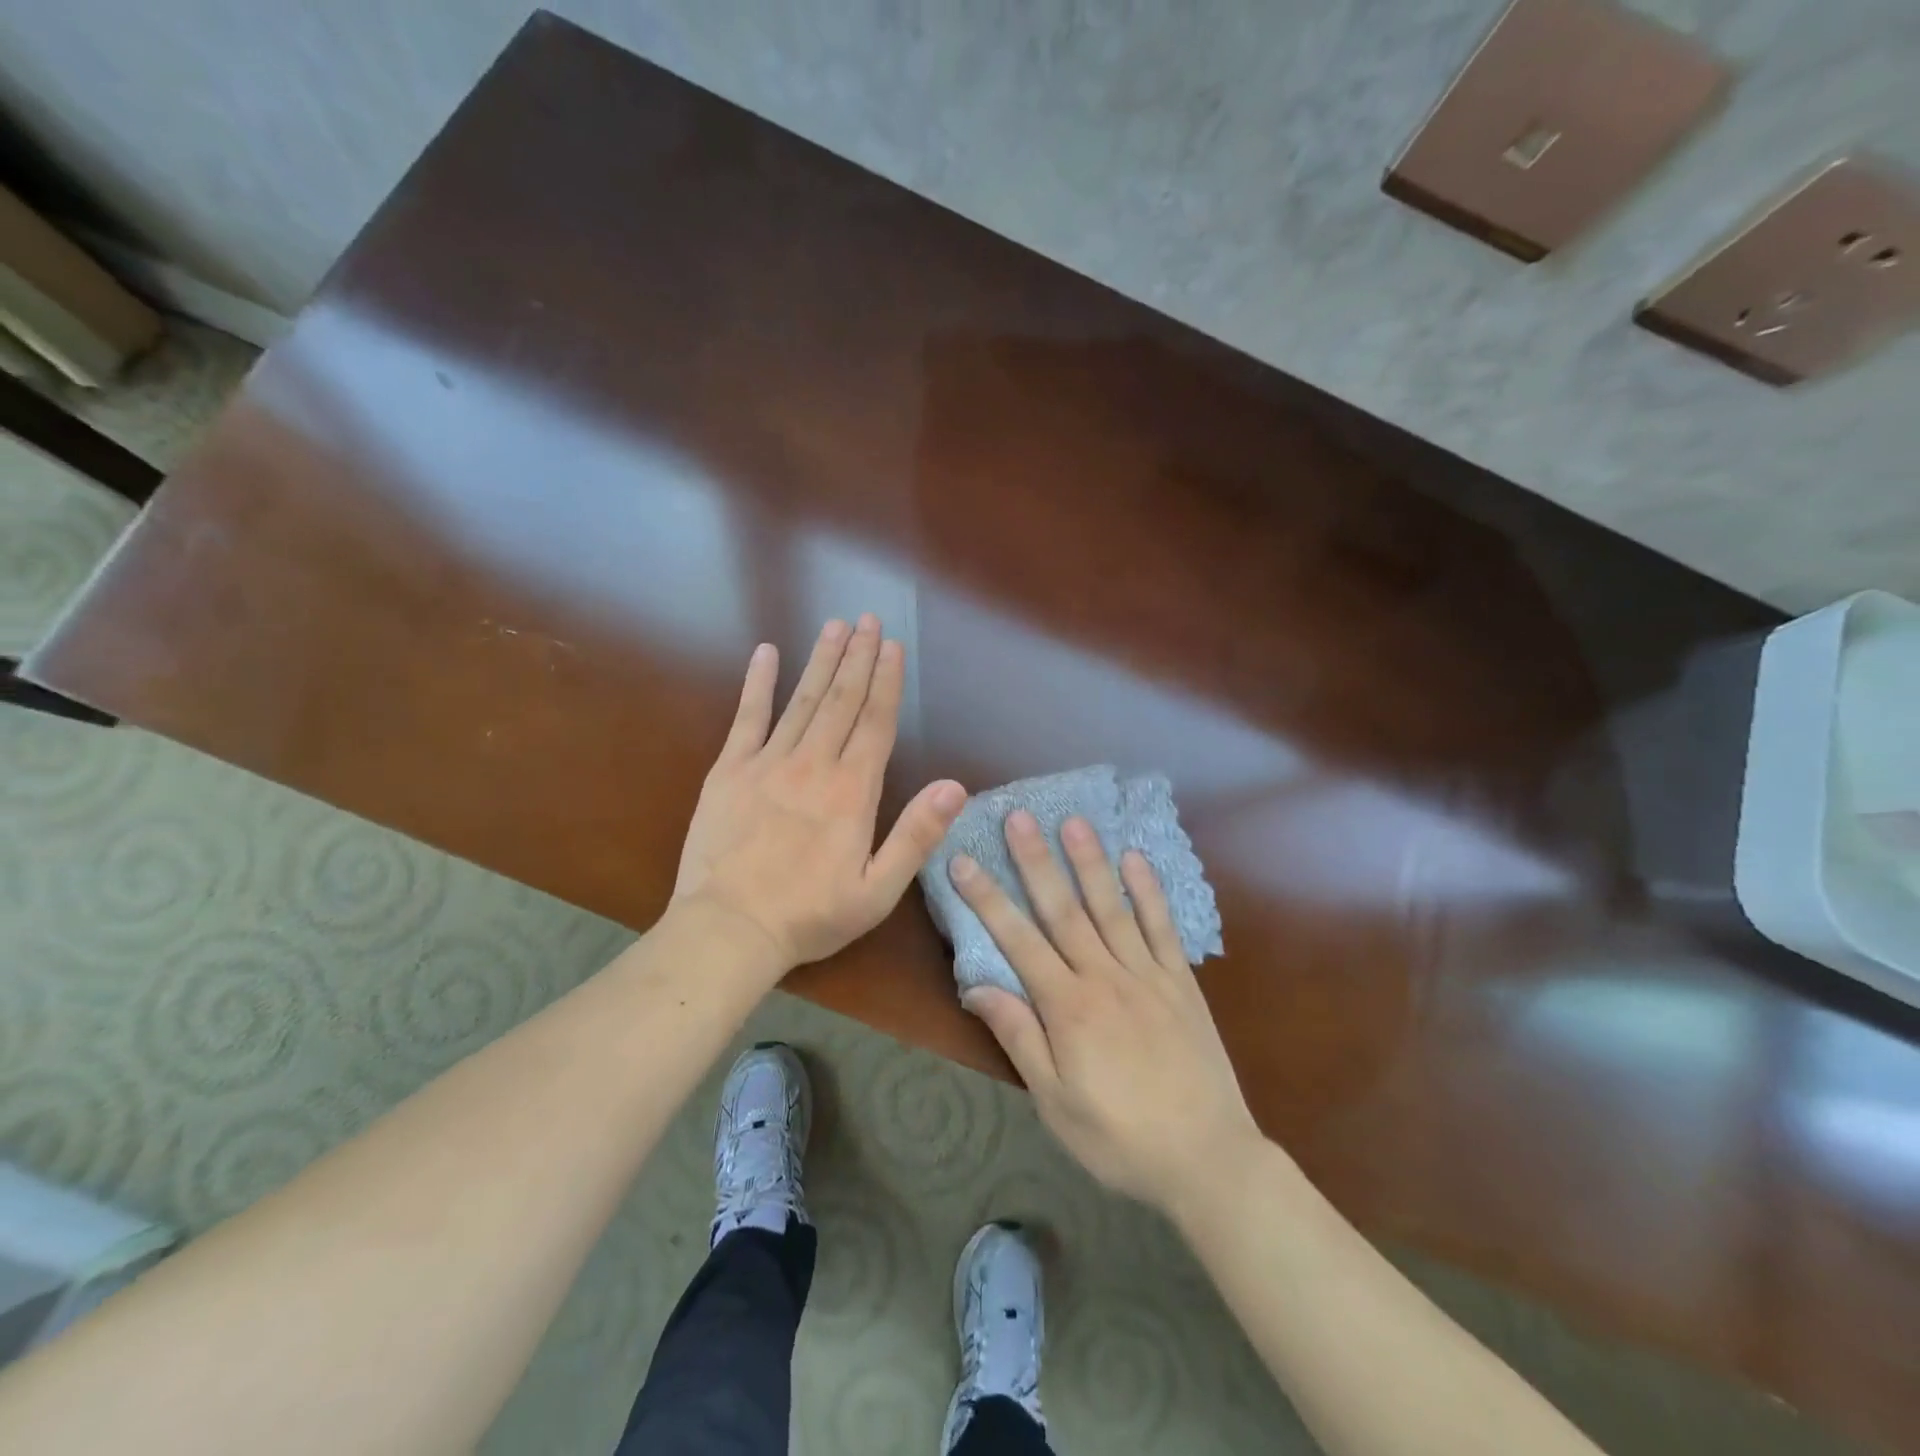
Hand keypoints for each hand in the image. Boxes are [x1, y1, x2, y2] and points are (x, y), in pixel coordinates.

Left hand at [673, 616, 966, 971]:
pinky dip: (757, 684)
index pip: (876, 722)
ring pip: (802, 700)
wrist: (729, 929)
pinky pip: (746, 718)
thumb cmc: (810, 916)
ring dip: (821, 661)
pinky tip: (766, 653)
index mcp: (852, 791)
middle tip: (868, 620)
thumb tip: (954, 786)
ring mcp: (768, 763)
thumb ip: (916, 835)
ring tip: (836, 626)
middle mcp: (814, 764)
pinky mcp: (729, 770)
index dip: (887, 681)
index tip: (893, 645)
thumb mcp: (878, 890)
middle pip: (842, 700)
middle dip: (858, 657)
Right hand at [951, 811, 1262, 1212]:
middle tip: (1018, 817)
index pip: (1017, 940)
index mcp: (1068, 1007)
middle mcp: (1104, 977)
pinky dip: (1149, 892)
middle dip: (1036, 862)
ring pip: (1111, 908)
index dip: (987, 899)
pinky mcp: (1180, 982)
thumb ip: (1018, 1037)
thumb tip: (976, 987)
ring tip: (1073, 822)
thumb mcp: (1054, 1102)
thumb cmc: (1119, 1139)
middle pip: (1063, 910)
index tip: (963, 861)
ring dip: (1090, 862)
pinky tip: (1136, 860)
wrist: (1207, 1160)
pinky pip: (1162, 928)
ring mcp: (1147, 974)